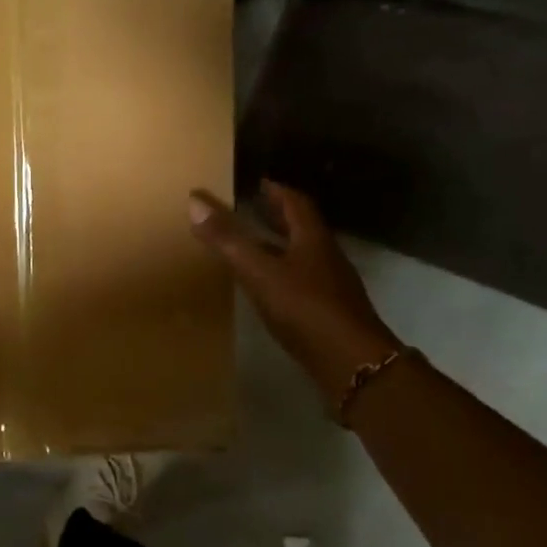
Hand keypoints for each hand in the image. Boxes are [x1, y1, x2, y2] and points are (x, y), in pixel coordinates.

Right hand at [190, 181, 399, 400]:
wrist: (351, 363)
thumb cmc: (305, 308)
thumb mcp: (259, 271)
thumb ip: (227, 239)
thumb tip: (194, 201)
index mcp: (312, 239)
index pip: (296, 203)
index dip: (277, 191)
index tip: (258, 184)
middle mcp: (326, 257)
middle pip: (301, 228)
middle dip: (278, 216)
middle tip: (252, 208)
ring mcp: (331, 286)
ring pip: (302, 256)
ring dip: (279, 246)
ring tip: (252, 246)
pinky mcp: (328, 312)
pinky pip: (302, 282)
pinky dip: (282, 274)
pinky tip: (267, 287)